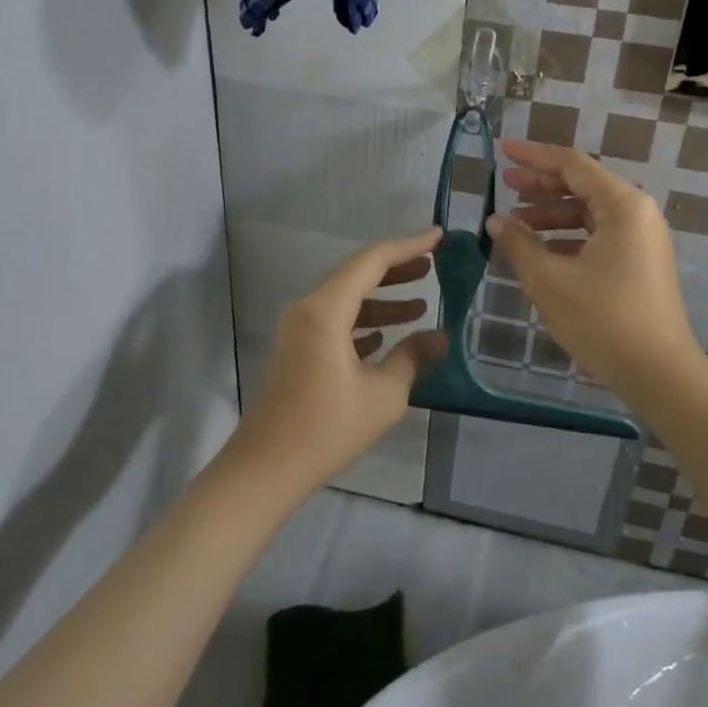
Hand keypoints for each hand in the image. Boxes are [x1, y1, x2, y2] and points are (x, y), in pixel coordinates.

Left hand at [226, 228, 448, 498]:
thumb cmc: (327, 427)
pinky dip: (363, 322)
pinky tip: (387, 337)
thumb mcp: (383, 394)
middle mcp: (307, 310)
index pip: (372, 261)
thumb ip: (412, 358)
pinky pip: (334, 322)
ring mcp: (298, 331)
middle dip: (396, 270)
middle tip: (432, 266)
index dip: (408, 246)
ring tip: (420, 306)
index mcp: (325, 310)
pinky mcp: (296, 351)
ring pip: (346, 300)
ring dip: (382, 300)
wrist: (266, 468)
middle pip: (356, 275)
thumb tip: (441, 338)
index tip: (438, 238)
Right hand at [486, 141, 699, 394]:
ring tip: (515, 223)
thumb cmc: (602, 319)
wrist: (658, 372)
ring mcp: (642, 239)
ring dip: (551, 214)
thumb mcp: (549, 279)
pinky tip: (540, 251)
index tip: (502, 152)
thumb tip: (496, 221)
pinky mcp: (640, 262)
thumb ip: (518, 244)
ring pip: (589, 213)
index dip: (534, 157)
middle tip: (504, 185)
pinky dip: (568, 237)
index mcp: (622, 205)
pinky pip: (598, 236)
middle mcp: (637, 213)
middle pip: (582, 185)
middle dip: (541, 185)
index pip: (572, 165)